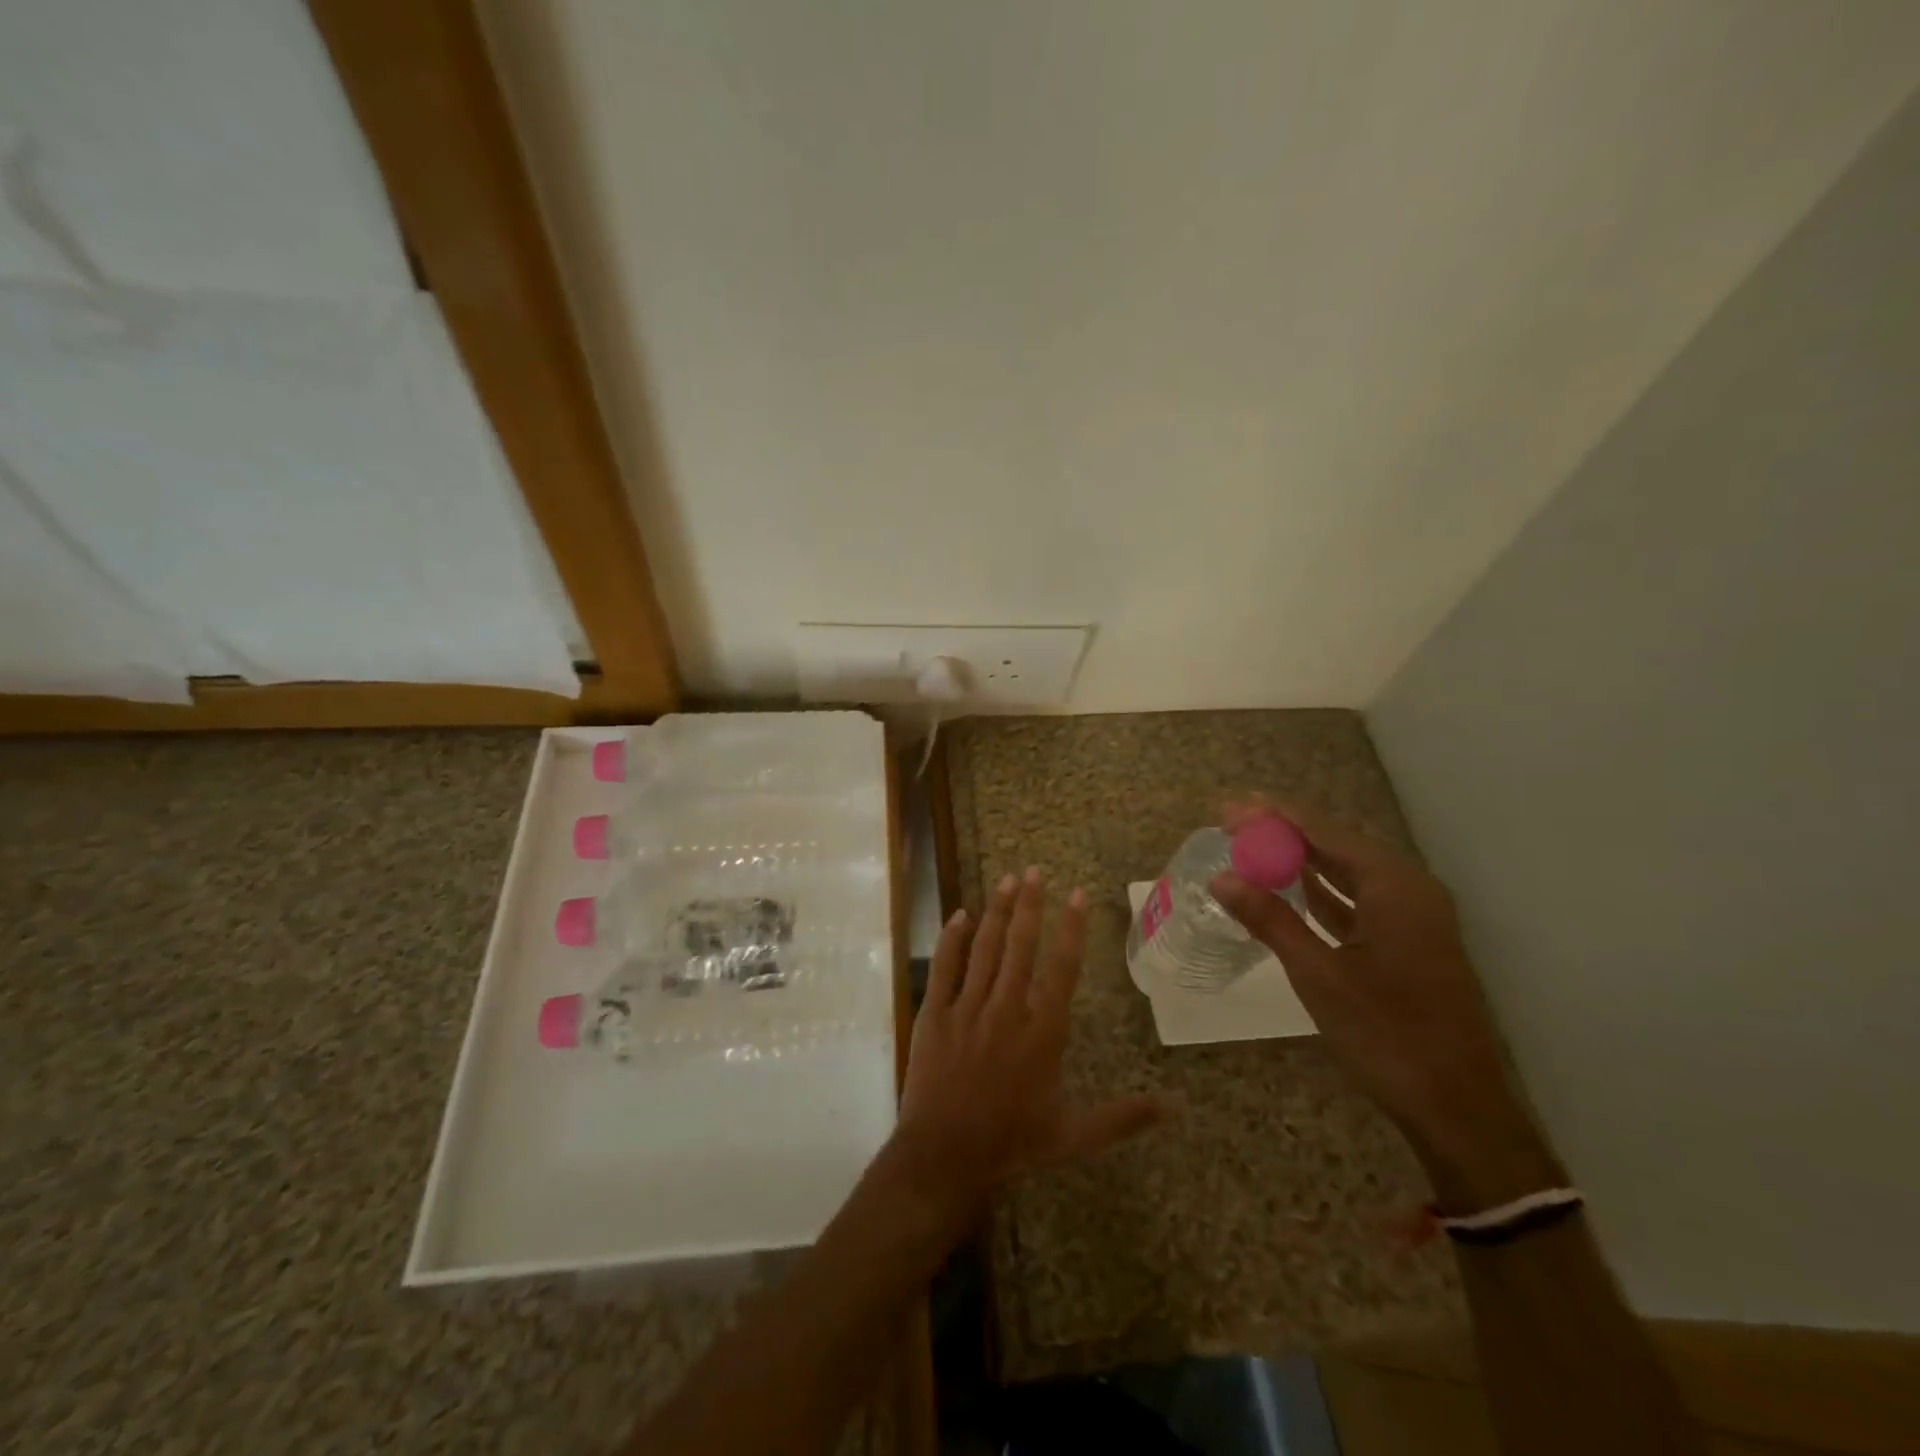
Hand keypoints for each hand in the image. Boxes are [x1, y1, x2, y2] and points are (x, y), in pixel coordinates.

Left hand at [893, 868, 1165, 1222]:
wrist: (945, 1159)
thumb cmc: (1012, 1145)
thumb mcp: (1074, 1135)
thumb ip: (1123, 1117)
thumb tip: (1175, 1108)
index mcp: (1042, 1032)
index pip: (1061, 968)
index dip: (1071, 928)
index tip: (1077, 894)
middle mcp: (1006, 1010)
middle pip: (1021, 946)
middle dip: (1031, 905)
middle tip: (1035, 870)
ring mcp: (968, 1008)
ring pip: (985, 949)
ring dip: (998, 912)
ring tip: (1008, 880)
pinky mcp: (935, 1014)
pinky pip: (944, 968)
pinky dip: (952, 939)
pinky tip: (960, 915)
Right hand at [1211, 801, 1559, 1210]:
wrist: (1456, 1108)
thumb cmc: (1387, 1034)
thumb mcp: (1318, 974)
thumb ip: (1270, 920)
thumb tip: (1222, 879)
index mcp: (1395, 887)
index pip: (1324, 831)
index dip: (1273, 816)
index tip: (1228, 809)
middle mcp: (1409, 890)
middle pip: (1337, 845)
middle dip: (1284, 834)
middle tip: (1232, 825)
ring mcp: (1412, 918)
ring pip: (1347, 873)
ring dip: (1300, 862)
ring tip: (1251, 848)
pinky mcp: (1408, 943)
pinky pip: (1357, 901)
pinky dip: (1321, 893)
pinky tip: (1289, 890)